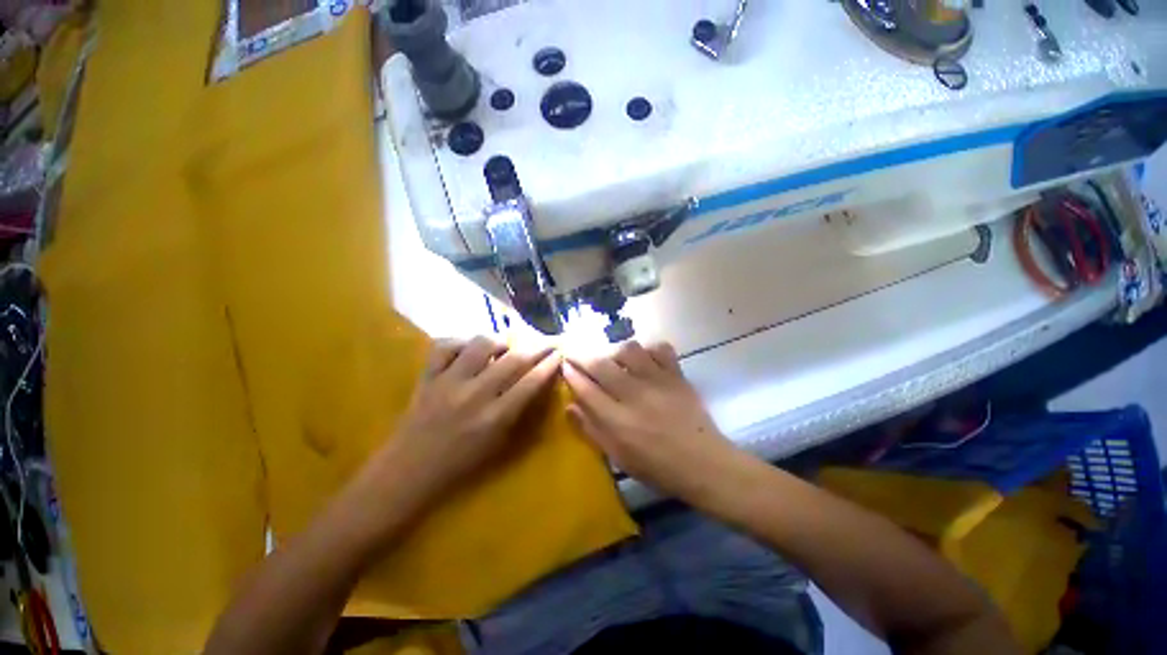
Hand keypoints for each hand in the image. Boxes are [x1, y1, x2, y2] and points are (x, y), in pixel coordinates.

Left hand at [354, 337, 560, 526]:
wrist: (407, 472)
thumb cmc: (459, 465)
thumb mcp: (499, 445)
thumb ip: (519, 413)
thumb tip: (535, 384)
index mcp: (495, 418)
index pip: (530, 382)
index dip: (549, 364)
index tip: (559, 352)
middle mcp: (474, 395)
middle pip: (513, 359)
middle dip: (536, 346)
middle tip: (545, 341)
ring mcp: (448, 382)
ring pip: (480, 344)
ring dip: (499, 341)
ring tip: (503, 347)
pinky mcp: (427, 376)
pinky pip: (445, 346)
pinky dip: (460, 342)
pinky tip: (468, 349)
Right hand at [561, 341, 740, 503]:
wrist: (703, 464)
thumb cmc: (657, 467)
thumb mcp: (618, 457)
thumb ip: (591, 429)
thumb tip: (569, 405)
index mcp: (617, 421)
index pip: (585, 388)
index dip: (571, 373)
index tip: (564, 364)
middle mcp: (634, 395)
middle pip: (601, 365)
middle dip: (583, 356)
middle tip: (577, 354)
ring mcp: (657, 381)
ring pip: (629, 350)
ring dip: (615, 351)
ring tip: (613, 359)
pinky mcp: (676, 375)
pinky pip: (660, 349)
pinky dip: (649, 349)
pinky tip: (645, 359)